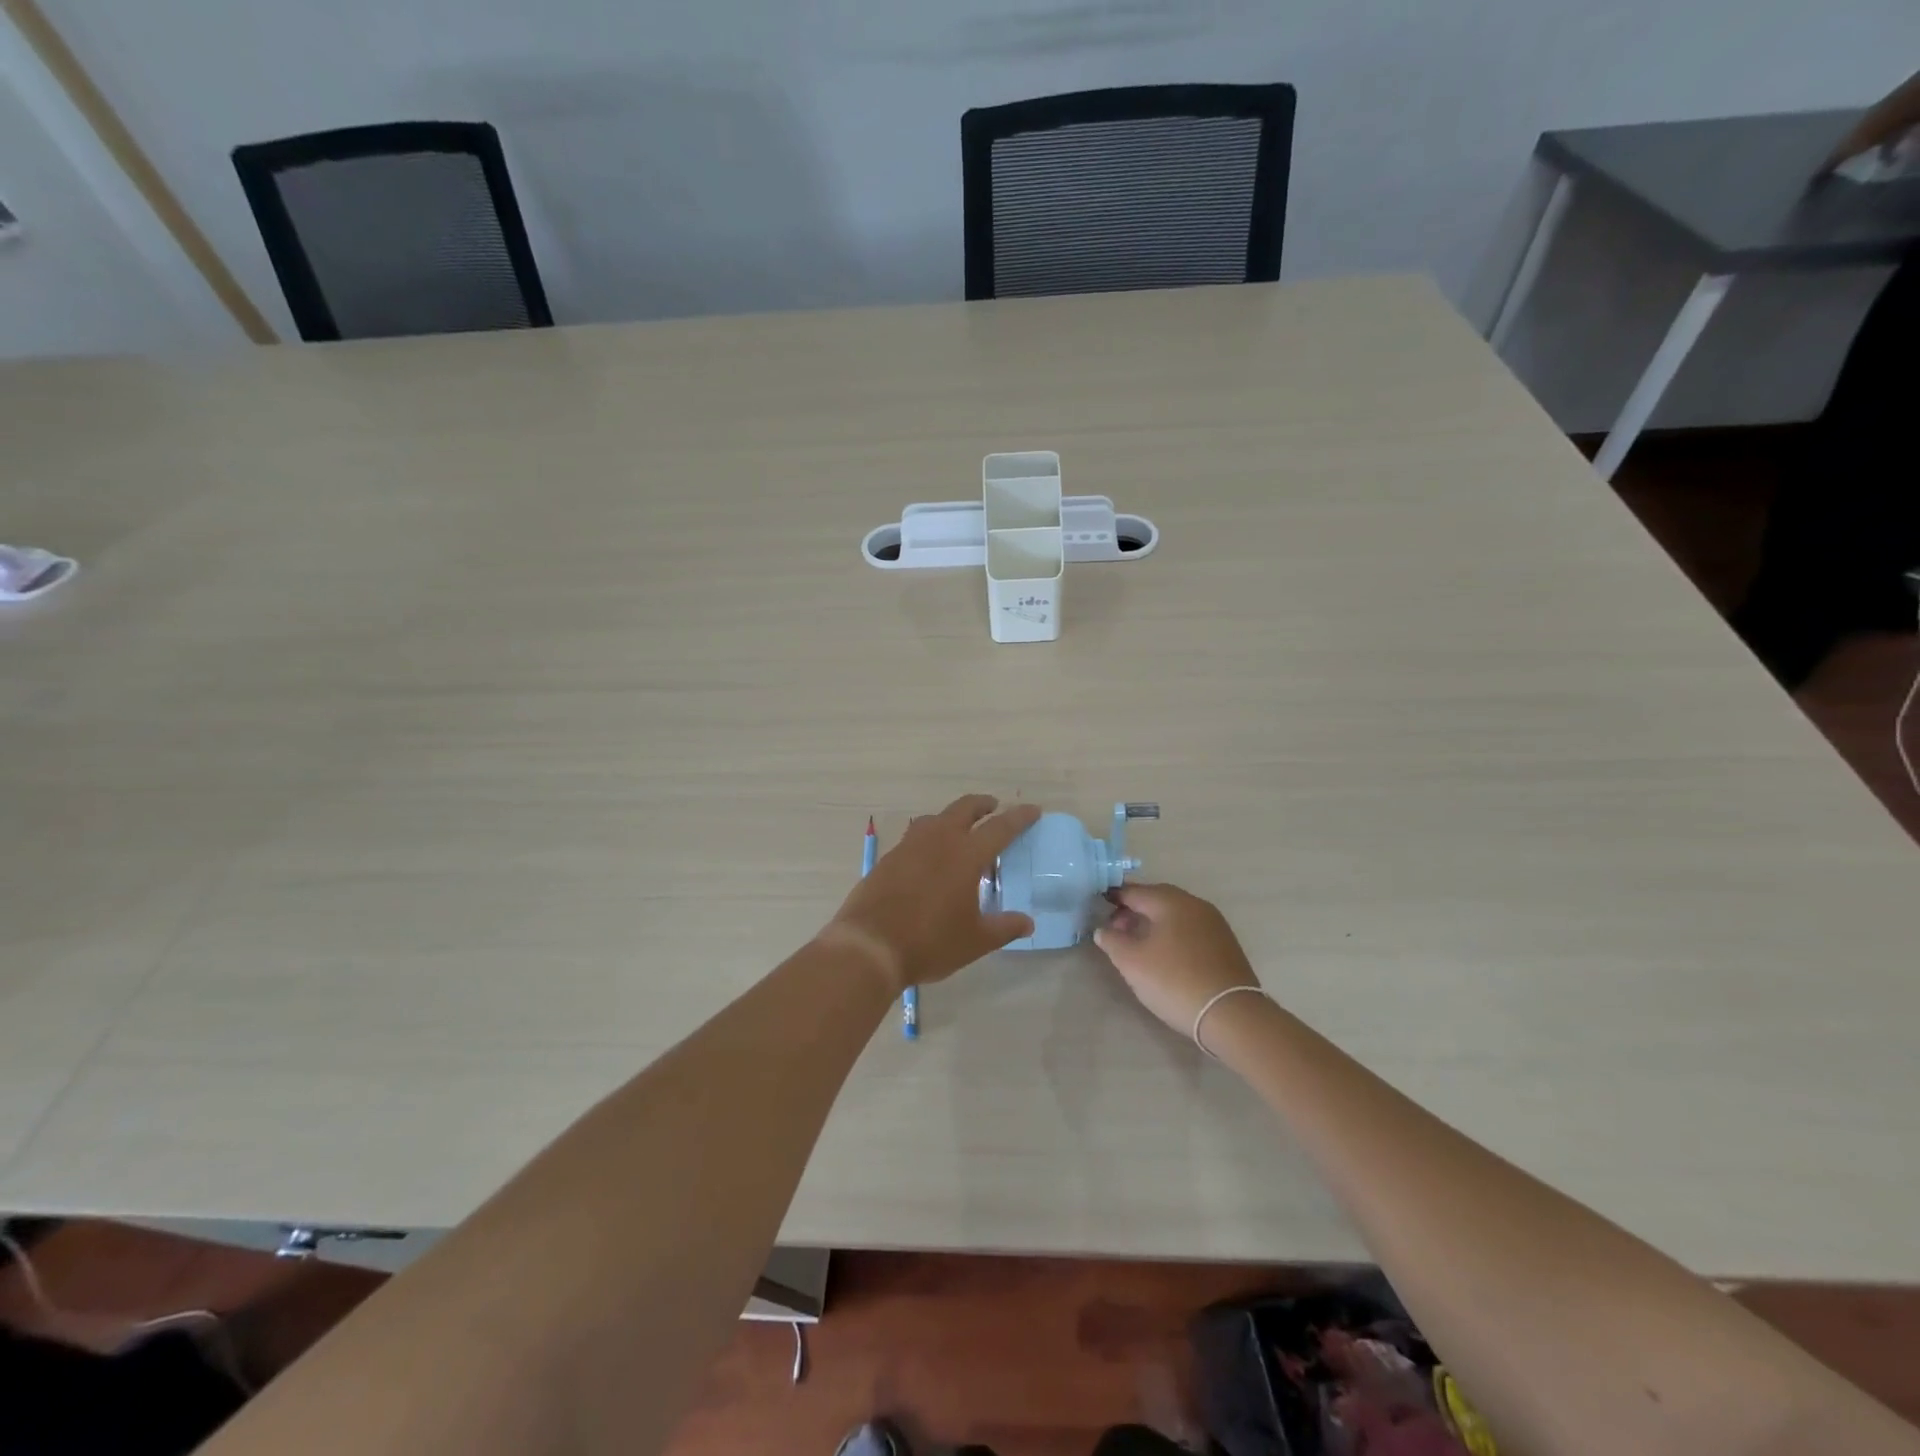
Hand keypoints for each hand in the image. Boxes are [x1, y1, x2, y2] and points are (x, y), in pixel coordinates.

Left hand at [824, 794, 1040, 990]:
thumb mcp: (975, 940)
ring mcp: (909, 846)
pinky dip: (929, 836)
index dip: (1019, 818)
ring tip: (960, 831)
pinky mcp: (888, 858)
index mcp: (966, 855)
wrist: (870, 946)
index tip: (1033, 810)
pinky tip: (929, 857)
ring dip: (952, 817)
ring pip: (935, 818)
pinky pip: (915, 836)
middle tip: (994, 807)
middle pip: (964, 809)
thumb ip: (1004, 927)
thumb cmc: (930, 942)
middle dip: (982, 804)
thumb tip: (1027, 922)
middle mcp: (938, 841)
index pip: (1000, 828)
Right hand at [1093, 883, 1259, 1034]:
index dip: (1113, 898)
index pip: (1134, 891)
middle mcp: (1194, 904)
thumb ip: (1112, 941)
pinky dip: (1173, 934)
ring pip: (1175, 914)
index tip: (1098, 908)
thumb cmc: (1175, 981)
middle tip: (1117, 930)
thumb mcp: (1132, 962)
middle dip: (1134, 910)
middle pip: (1156, 899)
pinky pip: (1190, 929)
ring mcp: (1214, 923)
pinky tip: (1166, 955)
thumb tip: (1103, 929)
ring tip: (1139, 946)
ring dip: (1154, 923)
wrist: (1232, 1014)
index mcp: (1170, 901)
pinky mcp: (1225, 943)